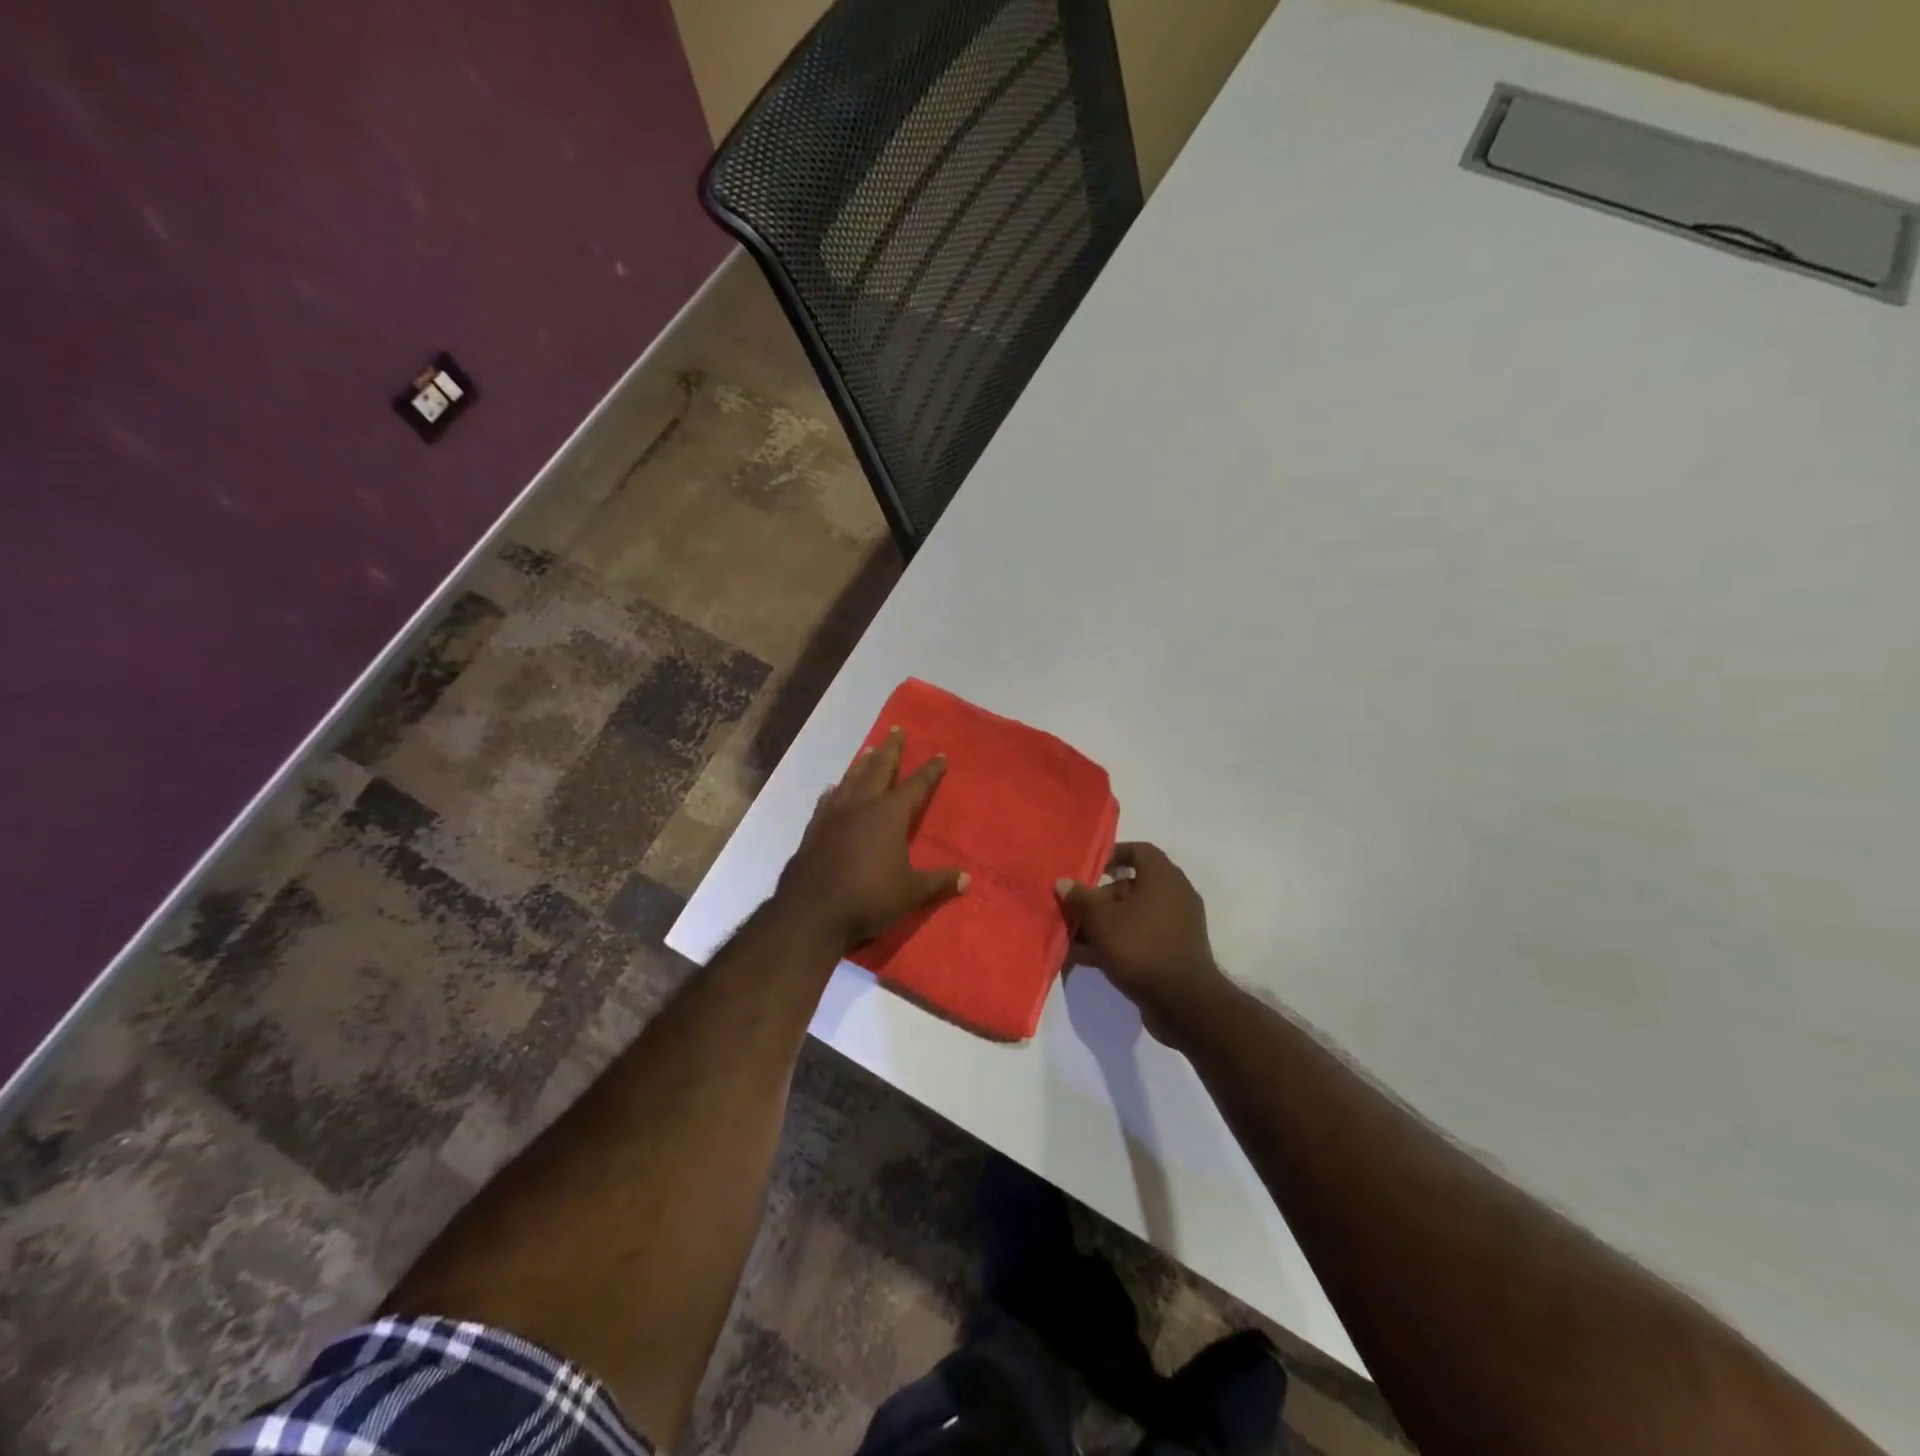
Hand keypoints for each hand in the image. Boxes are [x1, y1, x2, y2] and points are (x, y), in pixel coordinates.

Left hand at [775, 727, 968, 950]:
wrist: (811, 911)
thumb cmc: (869, 897)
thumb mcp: (911, 892)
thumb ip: (938, 881)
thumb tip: (966, 878)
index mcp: (889, 815)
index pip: (915, 785)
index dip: (929, 771)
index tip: (939, 755)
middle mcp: (861, 806)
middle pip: (879, 769)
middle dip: (890, 749)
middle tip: (896, 729)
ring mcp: (833, 815)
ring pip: (851, 780)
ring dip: (862, 763)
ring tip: (868, 750)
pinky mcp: (814, 829)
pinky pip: (828, 800)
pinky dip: (835, 790)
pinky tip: (833, 789)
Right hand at [1057, 843, 1225, 1041]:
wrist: (1184, 1004)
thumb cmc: (1141, 947)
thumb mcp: (1102, 920)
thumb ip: (1080, 898)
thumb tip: (1063, 882)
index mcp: (1163, 877)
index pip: (1139, 850)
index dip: (1113, 854)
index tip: (1089, 868)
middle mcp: (1174, 896)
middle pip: (1130, 887)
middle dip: (1098, 898)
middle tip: (1072, 910)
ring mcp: (1175, 926)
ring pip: (1131, 916)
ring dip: (1102, 925)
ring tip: (1071, 938)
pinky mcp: (1172, 953)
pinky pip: (1139, 939)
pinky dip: (1115, 943)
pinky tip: (1085, 958)